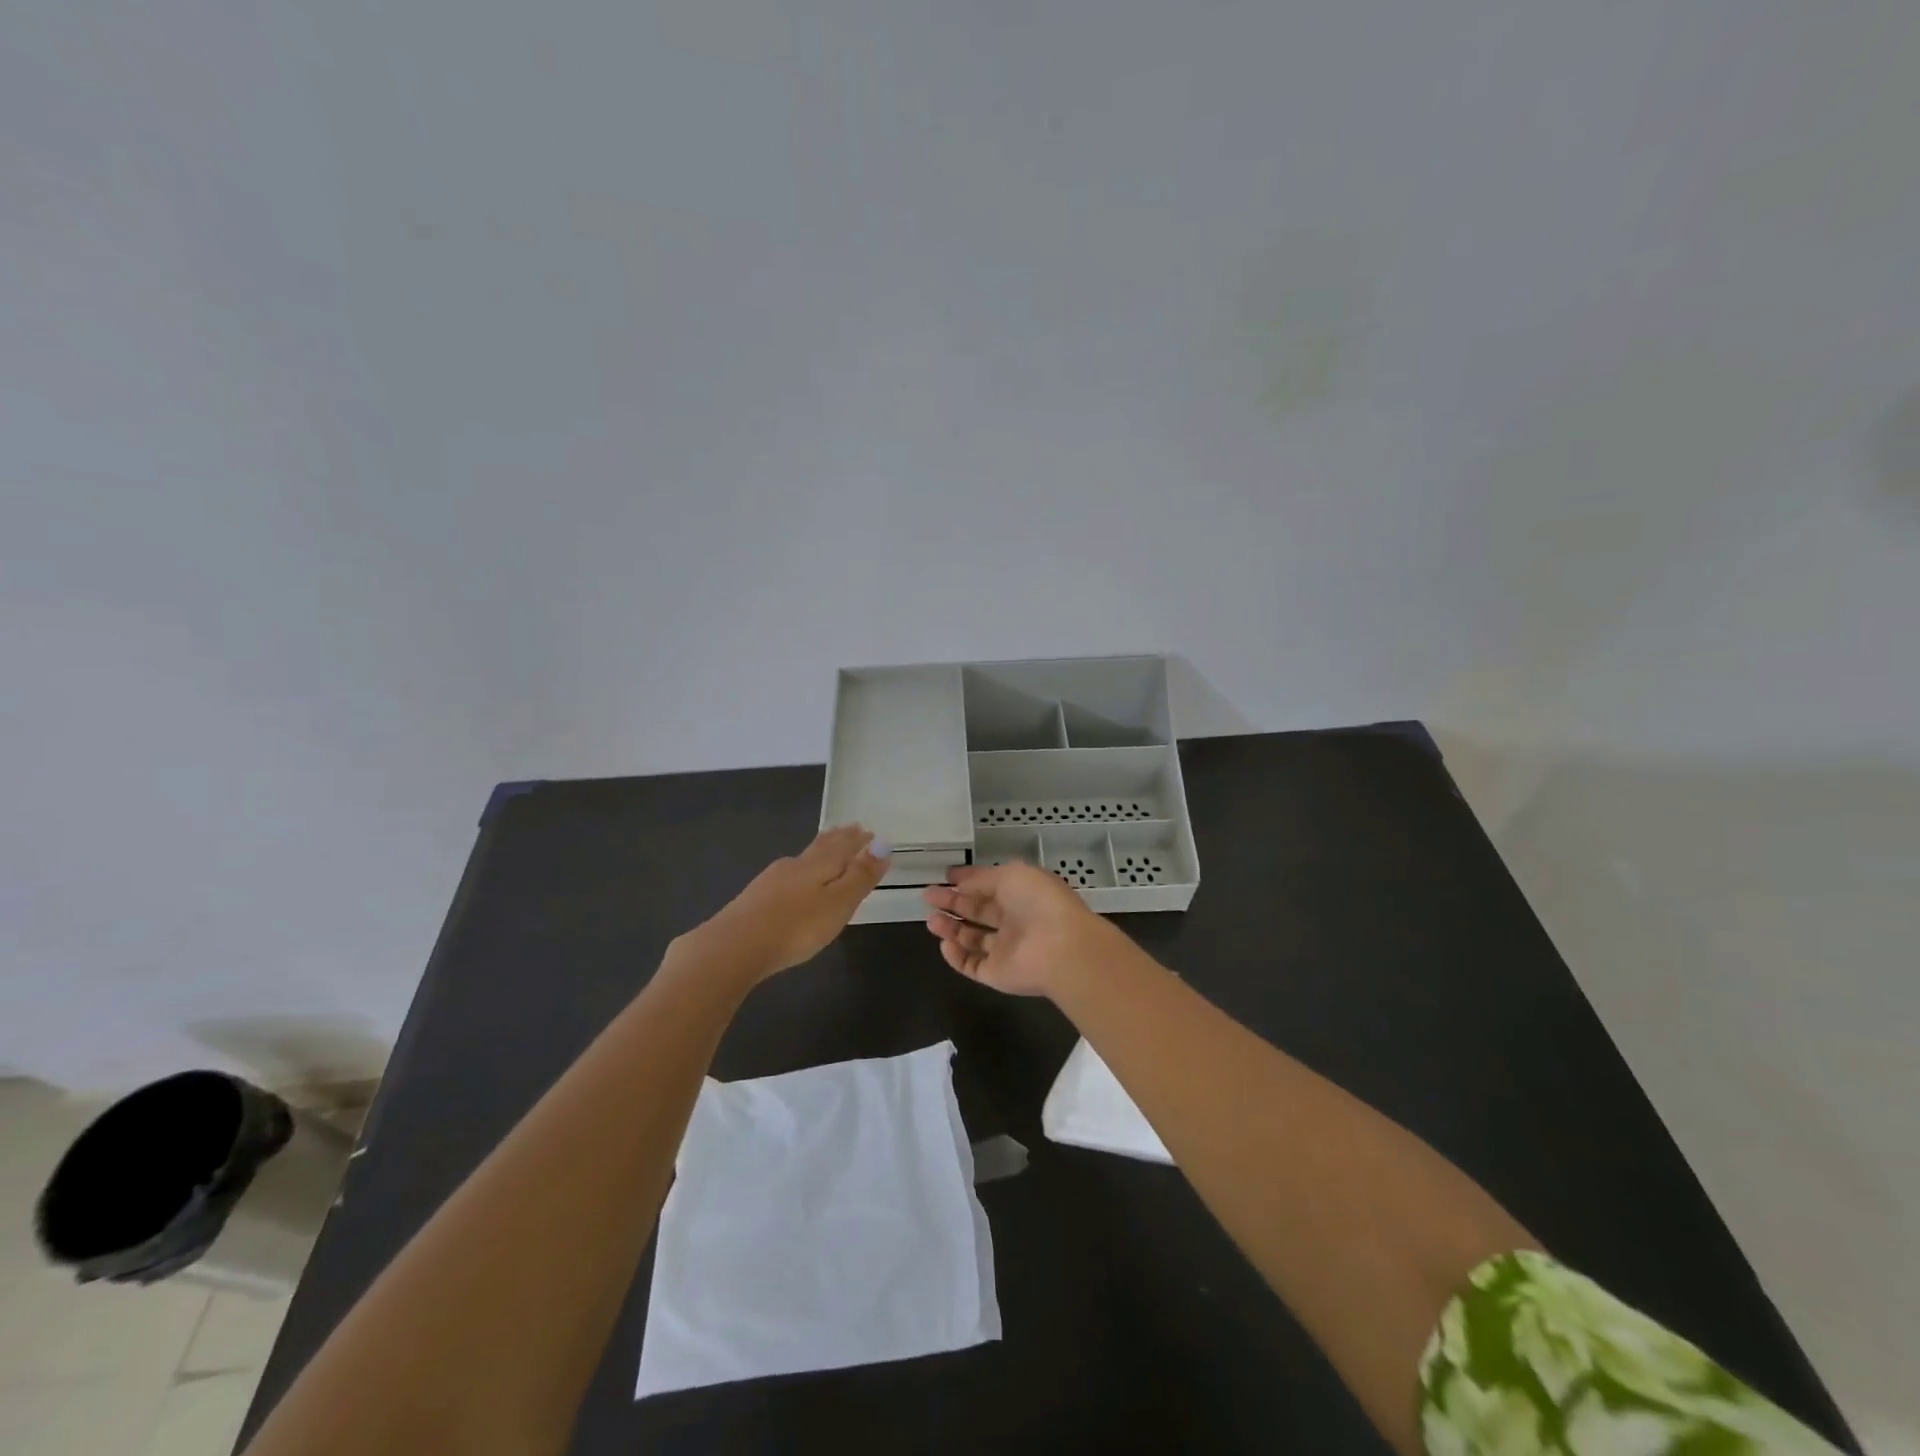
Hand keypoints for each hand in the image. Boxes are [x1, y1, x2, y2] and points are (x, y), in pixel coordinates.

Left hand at [697, 826, 888, 979]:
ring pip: (803, 859)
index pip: (844, 845)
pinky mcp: (755, 898)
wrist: (734, 947)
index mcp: (819, 864)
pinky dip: (801, 871)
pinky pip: (788, 875)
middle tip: (851, 829)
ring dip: (819, 852)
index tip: (868, 831)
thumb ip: (860, 876)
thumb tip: (882, 845)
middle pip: (821, 847)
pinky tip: (794, 880)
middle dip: (838, 839)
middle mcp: (796, 864)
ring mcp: (772, 880)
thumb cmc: (796, 926)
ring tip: (828, 849)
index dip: (858, 840)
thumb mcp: (838, 903)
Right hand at [922, 862, 1117, 997]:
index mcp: (1022, 893)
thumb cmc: (1038, 902)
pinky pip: (972, 965)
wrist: (1060, 948)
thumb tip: (960, 883)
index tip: (945, 876)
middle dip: (953, 902)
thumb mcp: (1010, 875)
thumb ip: (982, 878)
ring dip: (951, 928)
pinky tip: (944, 943)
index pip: (990, 885)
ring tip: (931, 920)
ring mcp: (1006, 949)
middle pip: (978, 911)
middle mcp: (1014, 920)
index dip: (968, 880)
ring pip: (972, 939)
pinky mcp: (997, 974)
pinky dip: (956, 956)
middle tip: (928, 896)